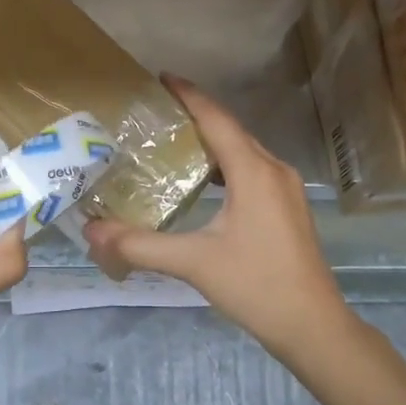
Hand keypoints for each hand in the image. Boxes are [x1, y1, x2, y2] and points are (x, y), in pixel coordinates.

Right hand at [85, 75, 357, 364]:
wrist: (313, 326)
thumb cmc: (256, 286)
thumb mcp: (194, 262)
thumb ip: (140, 245)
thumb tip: (92, 231)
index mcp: (254, 171)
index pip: (216, 118)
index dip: (188, 95)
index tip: (160, 78)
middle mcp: (273, 169)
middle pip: (231, 129)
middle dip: (195, 115)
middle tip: (155, 112)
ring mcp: (285, 188)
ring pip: (243, 150)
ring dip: (211, 140)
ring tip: (173, 140)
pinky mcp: (288, 206)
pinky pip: (252, 169)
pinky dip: (225, 164)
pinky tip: (204, 180)